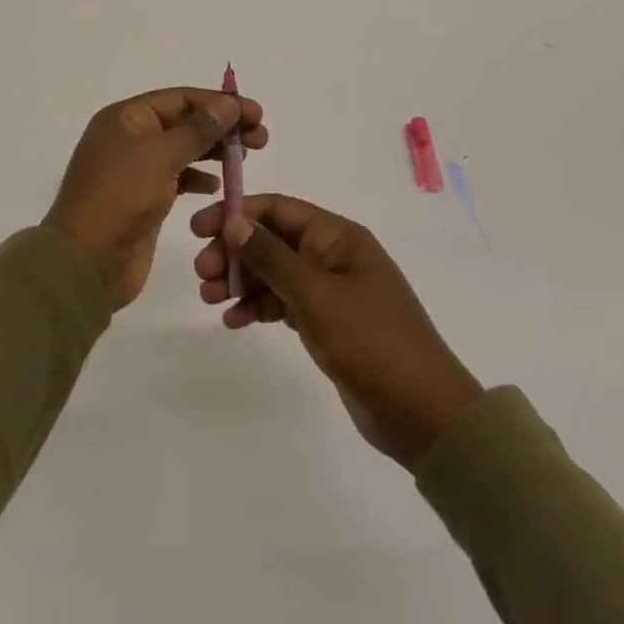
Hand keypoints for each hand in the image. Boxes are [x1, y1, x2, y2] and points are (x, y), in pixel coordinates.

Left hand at [45, 88, 266, 310]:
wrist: (87, 263)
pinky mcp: (143, 201)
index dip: (218, 103)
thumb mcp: (160, 156)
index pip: (180, 99)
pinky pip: (177, 179)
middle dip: (221, 127)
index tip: (256, 113)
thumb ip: (197, 129)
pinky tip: (218, 185)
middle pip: (183, 122)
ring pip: (182, 151)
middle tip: (261, 137)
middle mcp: (129, 139)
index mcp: (125, 118)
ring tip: (246, 156)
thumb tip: (227, 104)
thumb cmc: (120, 198)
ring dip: (213, 151)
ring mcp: (135, 171)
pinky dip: (198, 178)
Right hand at [191, 195, 481, 467]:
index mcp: (338, 237)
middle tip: (203, 273)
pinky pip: (283, 303)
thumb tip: (234, 220)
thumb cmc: (371, 342)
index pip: (279, 209)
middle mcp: (332, 256)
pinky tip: (234, 320)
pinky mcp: (327, 323)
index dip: (238, 213)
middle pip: (272, 240)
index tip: (200, 229)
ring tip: (210, 298)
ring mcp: (330, 291)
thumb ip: (272, 257)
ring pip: (274, 273)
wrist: (423, 414)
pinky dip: (258, 307)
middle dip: (235, 252)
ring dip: (242, 280)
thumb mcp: (316, 296)